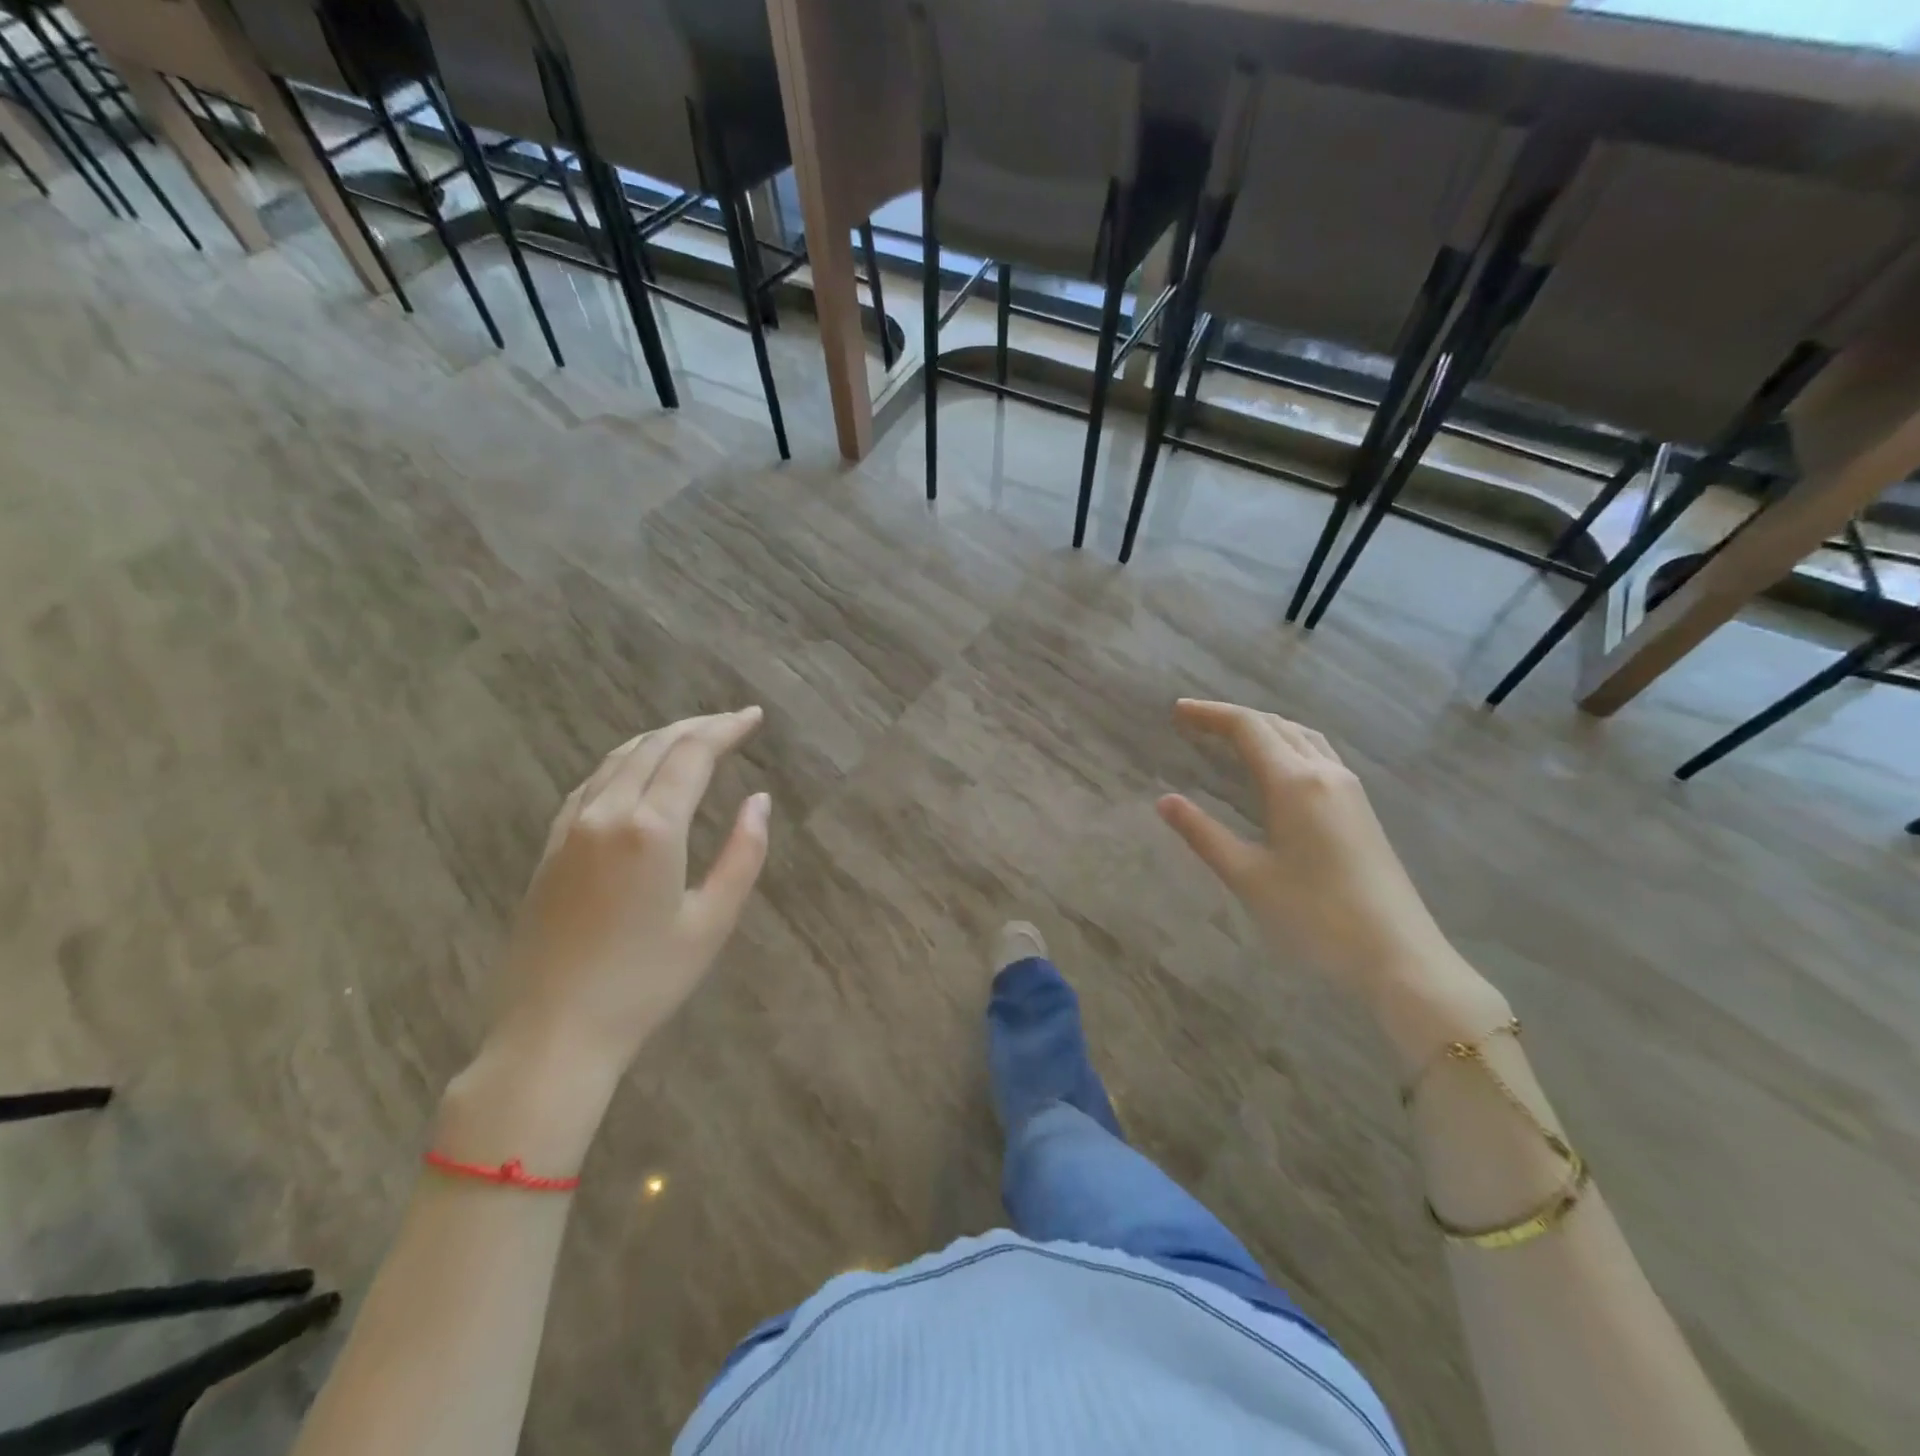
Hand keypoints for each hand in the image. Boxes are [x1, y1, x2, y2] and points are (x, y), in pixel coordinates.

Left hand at [484, 708, 771, 1082]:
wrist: (552, 1032)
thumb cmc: (644, 984)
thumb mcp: (711, 923)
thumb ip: (743, 855)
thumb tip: (759, 801)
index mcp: (652, 829)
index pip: (692, 755)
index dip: (725, 729)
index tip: (753, 716)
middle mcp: (608, 813)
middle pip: (655, 747)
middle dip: (697, 726)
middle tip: (732, 721)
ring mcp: (572, 828)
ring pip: (619, 759)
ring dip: (660, 739)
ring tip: (693, 737)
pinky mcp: (551, 847)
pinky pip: (591, 783)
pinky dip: (624, 762)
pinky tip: (637, 770)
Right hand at [1158, 700, 1505, 1066]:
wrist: (1398, 955)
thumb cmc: (1314, 916)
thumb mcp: (1248, 876)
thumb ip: (1203, 834)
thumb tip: (1165, 801)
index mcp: (1295, 782)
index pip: (1248, 728)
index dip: (1210, 714)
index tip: (1177, 711)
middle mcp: (1325, 773)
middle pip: (1276, 725)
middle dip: (1233, 717)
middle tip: (1194, 722)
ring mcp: (1349, 789)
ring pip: (1302, 737)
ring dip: (1264, 727)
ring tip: (1230, 736)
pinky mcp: (1361, 809)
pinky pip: (1319, 755)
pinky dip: (1287, 745)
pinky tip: (1277, 767)